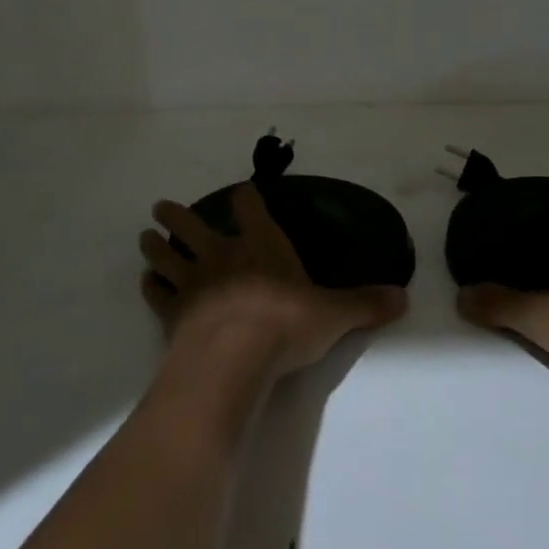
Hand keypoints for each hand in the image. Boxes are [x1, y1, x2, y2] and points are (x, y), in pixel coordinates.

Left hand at [139, 183, 407, 377]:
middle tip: (161, 206)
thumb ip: (365, 304)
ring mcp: (193, 282)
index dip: (246, 199)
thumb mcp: (335, 314)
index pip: (251, 209)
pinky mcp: (173, 312)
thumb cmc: (286, 324)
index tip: (242, 192)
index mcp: (261, 245)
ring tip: (145, 235)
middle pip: (192, 225)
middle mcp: (223, 255)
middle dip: (178, 215)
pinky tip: (146, 282)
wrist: (235, 356)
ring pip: (167, 254)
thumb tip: (404, 297)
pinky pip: (157, 294)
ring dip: (155, 244)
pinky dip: (150, 286)